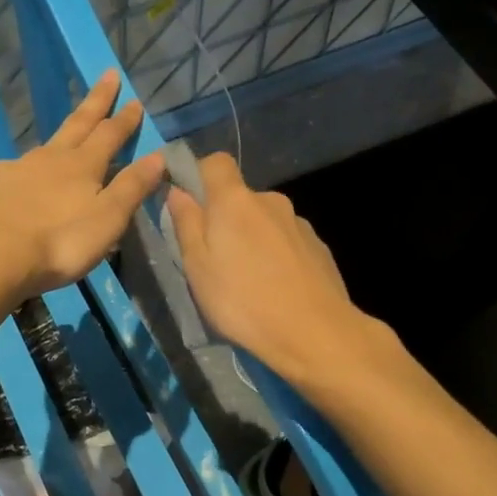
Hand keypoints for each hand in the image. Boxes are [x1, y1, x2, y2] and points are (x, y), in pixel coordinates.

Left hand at [0, 70, 166, 299]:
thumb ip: (131, 187)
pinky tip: (20, 186)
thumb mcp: (107, 219)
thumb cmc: (59, 242)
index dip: (124, 118)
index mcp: (82, 166)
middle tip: (107, 76)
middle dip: (95, 101)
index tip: (134, 99)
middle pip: (76, 124)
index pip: (109, 134)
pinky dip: (23, 174)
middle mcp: (48, 158)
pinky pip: (12, 174)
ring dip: (58, 141)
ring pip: (42, 149)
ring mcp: (14, 169)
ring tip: (64, 144)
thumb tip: (158, 155)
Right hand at [165, 153, 376, 388]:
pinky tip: (275, 289)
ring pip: (264, 222)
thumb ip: (186, 224)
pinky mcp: (319, 248)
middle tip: (213, 260)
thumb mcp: (197, 266)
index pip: (215, 162)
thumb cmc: (242, 300)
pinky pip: (286, 242)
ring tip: (246, 282)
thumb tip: (177, 191)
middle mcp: (270, 201)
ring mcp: (299, 224)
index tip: (187, 204)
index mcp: (235, 200)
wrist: (315, 333)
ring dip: (252, 240)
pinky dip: (276, 257)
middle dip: (224, 218)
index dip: (198, 175)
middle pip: (240, 197)